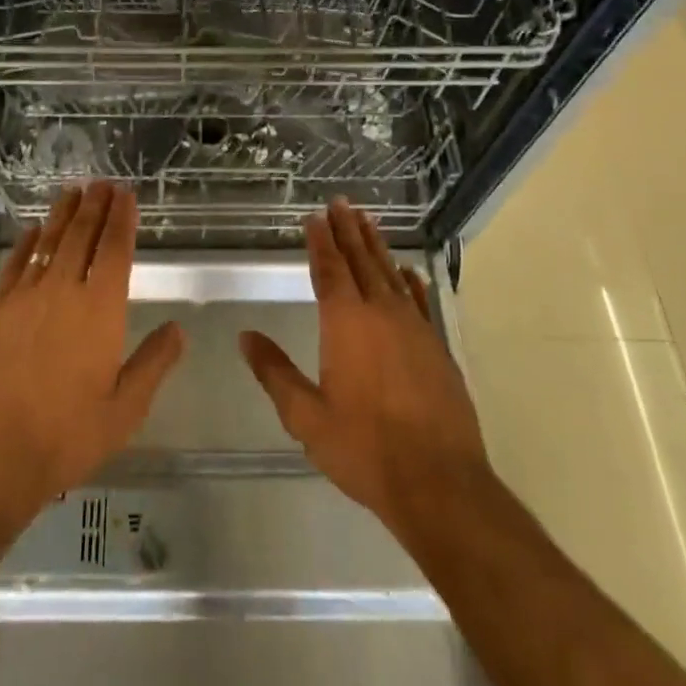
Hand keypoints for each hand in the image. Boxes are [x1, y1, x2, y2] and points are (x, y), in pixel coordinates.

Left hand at [0, 182, 185, 518]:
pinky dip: (25, 244)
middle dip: (95, 206)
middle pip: (81, 235)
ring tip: (73, 192)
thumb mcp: (126, 407)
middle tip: (102, 183)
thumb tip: (178, 329)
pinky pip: (14, 265)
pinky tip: (32, 232)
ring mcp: (25, 297)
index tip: (126, 196)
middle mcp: (64, 291)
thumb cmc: (70, 433)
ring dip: (62, 215)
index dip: (122, 219)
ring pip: (48, 242)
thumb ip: (154, 362)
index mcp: (100, 310)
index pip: (115, 250)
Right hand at [241, 198, 494, 542]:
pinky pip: (420, 301)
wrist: (440, 483)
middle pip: (362, 261)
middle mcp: (381, 313)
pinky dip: (410, 281)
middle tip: (341, 202)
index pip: (330, 269)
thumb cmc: (364, 448)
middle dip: (348, 230)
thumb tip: (245, 337)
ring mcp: (414, 328)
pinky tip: (407, 271)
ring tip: (368, 221)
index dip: (321, 241)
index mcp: (346, 323)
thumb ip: (275, 372)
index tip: (315, 216)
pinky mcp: (437, 347)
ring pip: (391, 274)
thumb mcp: (306, 416)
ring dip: (377, 246)